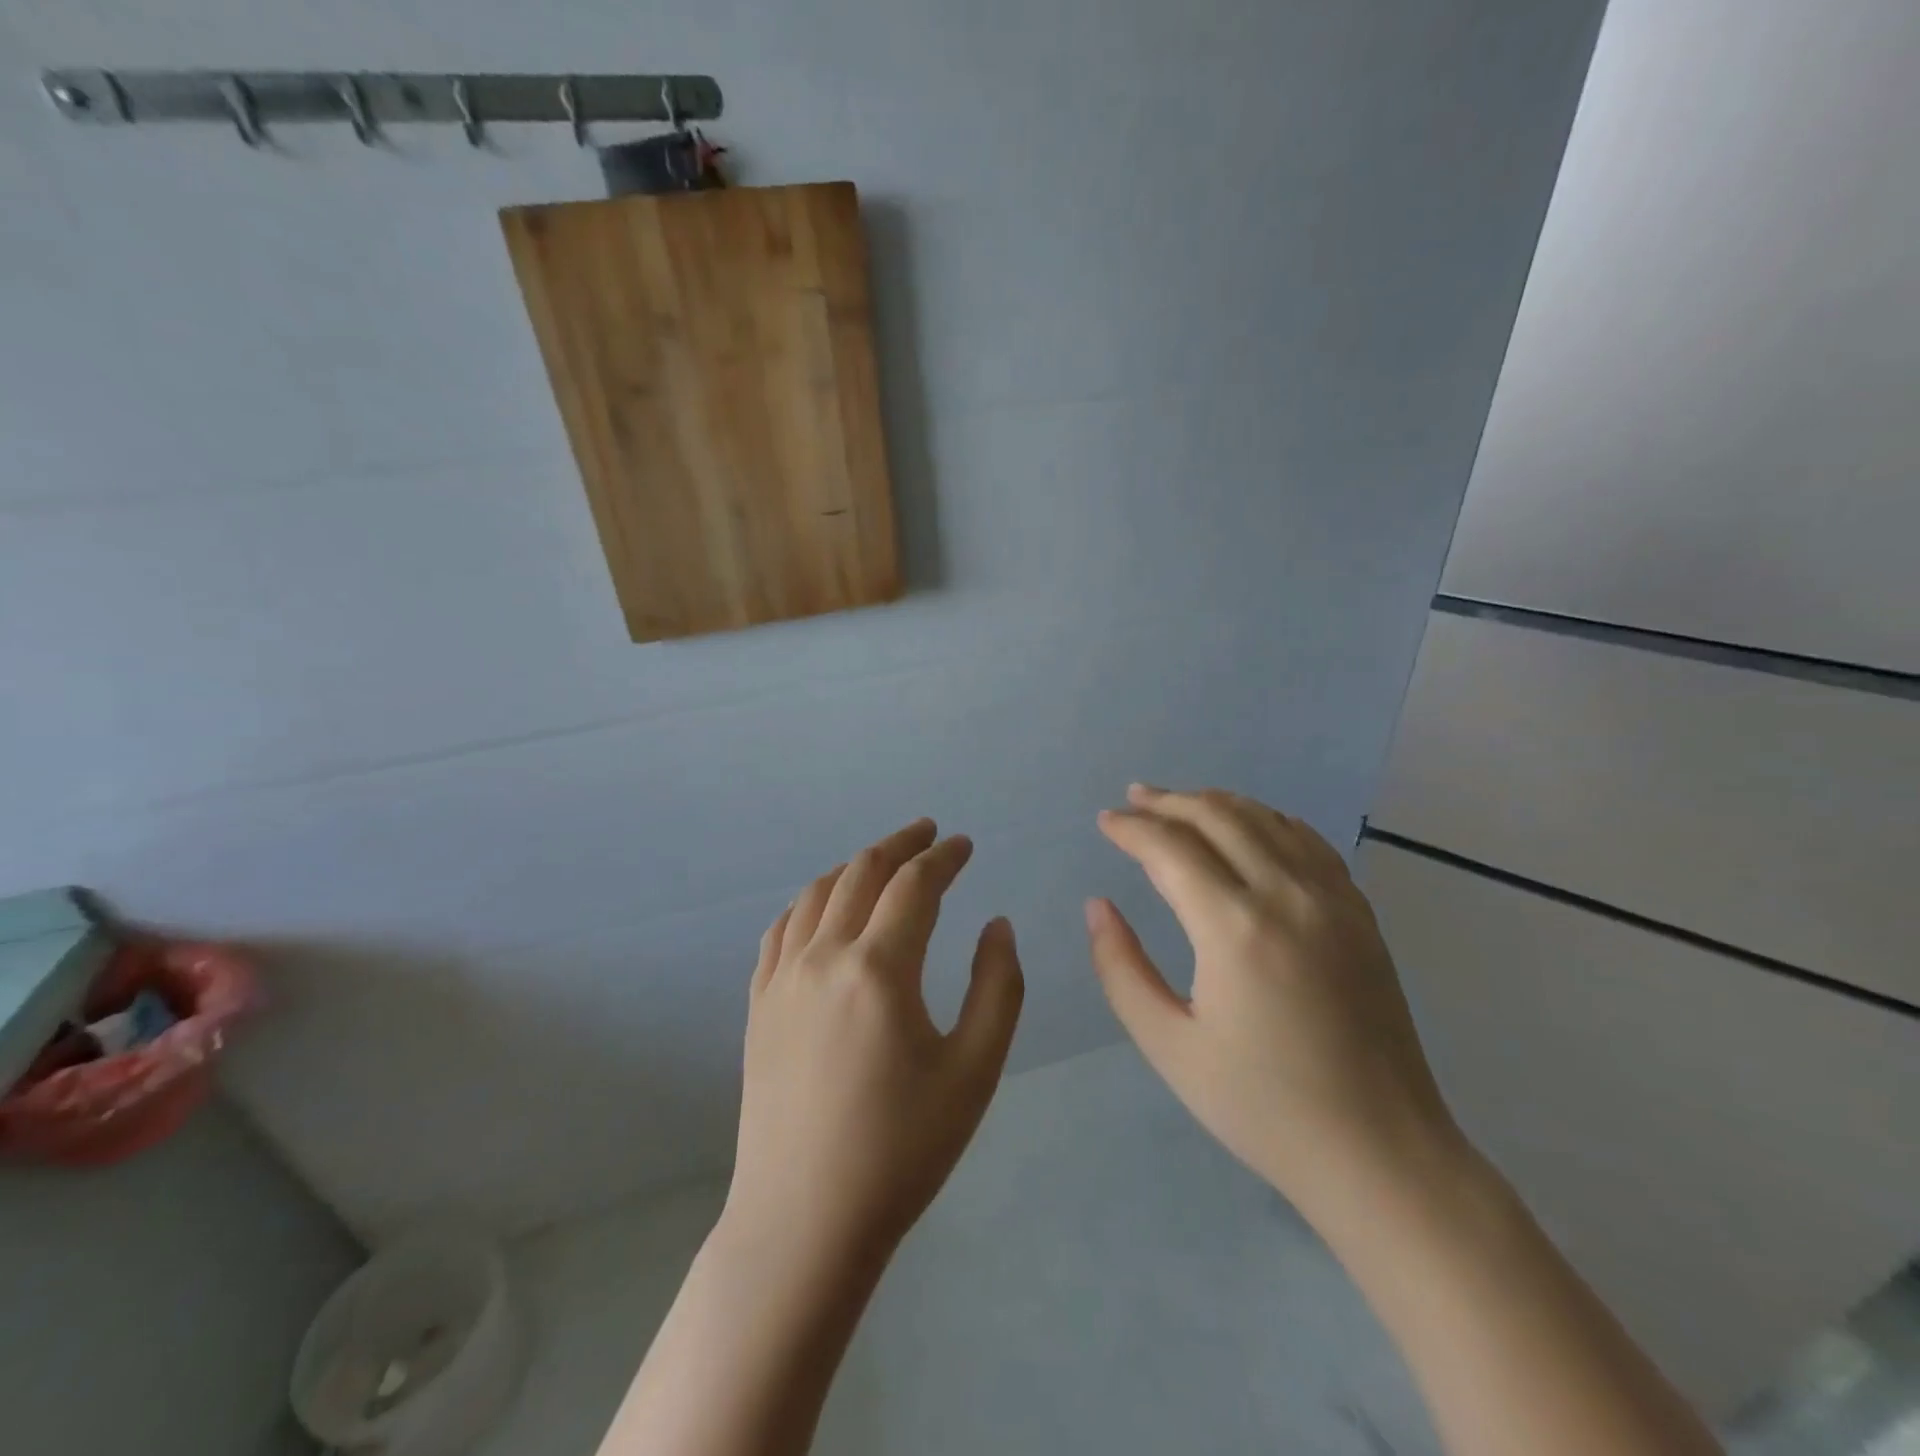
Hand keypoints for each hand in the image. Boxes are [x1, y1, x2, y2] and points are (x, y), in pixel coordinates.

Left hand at [727, 819, 1024, 1265]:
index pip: (915, 885)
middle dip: (900, 845)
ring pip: (816, 894)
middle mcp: (824, 956)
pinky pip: (781, 930)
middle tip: (928, 833)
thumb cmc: (902, 1148)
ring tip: (882, 862)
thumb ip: (996, 987)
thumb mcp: (974, 1070)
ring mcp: (783, 979)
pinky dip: (809, 902)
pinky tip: (822, 909)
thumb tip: (995, 924)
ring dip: (854, 866)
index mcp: (879, 967)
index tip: (964, 845)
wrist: (805, 1220)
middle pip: (861, 873)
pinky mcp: (759, 1005)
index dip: (943, 857)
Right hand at [1085, 785, 1462, 1219]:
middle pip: (1218, 816)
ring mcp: (1332, 900)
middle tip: (1132, 800)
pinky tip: (1248, 825)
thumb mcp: (1169, 1046)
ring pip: (1265, 819)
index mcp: (1235, 928)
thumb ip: (1121, 969)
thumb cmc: (1262, 1107)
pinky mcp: (1359, 913)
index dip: (1131, 829)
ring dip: (1215, 802)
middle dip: (1168, 802)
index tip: (1105, 822)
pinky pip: (1307, 841)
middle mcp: (1287, 896)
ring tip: (1178, 803)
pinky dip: (1266, 819)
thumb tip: (1098, 906)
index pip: (1170, 848)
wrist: (1380, 1152)